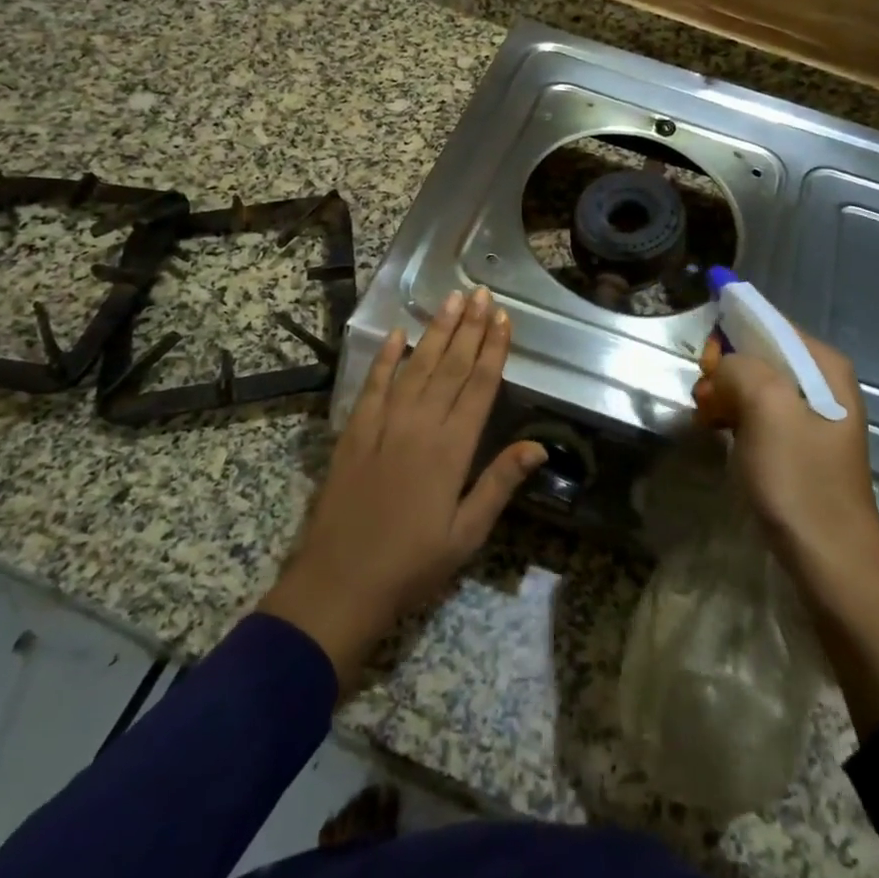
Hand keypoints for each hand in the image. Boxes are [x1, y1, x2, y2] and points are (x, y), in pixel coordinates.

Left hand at [259, 287, 544, 692]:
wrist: (339, 584)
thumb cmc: (412, 565)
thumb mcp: (467, 534)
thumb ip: (500, 483)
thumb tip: (539, 446)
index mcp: (452, 449)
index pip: (479, 386)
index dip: (494, 350)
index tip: (504, 319)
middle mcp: (420, 425)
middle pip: (450, 366)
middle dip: (470, 328)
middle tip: (482, 293)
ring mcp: (384, 424)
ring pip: (416, 366)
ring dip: (436, 331)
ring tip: (452, 300)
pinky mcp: (355, 431)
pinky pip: (373, 385)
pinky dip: (386, 358)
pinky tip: (398, 334)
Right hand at [694, 326, 878, 731]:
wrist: (832, 562)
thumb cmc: (800, 482)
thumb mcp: (767, 410)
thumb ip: (740, 368)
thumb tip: (722, 367)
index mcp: (824, 365)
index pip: (767, 323)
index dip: (729, 336)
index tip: (706, 369)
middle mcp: (822, 382)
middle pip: (759, 353)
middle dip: (725, 370)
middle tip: (706, 403)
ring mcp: (812, 415)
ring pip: (754, 384)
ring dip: (725, 396)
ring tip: (708, 422)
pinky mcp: (799, 444)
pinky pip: (758, 412)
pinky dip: (735, 418)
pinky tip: (720, 435)